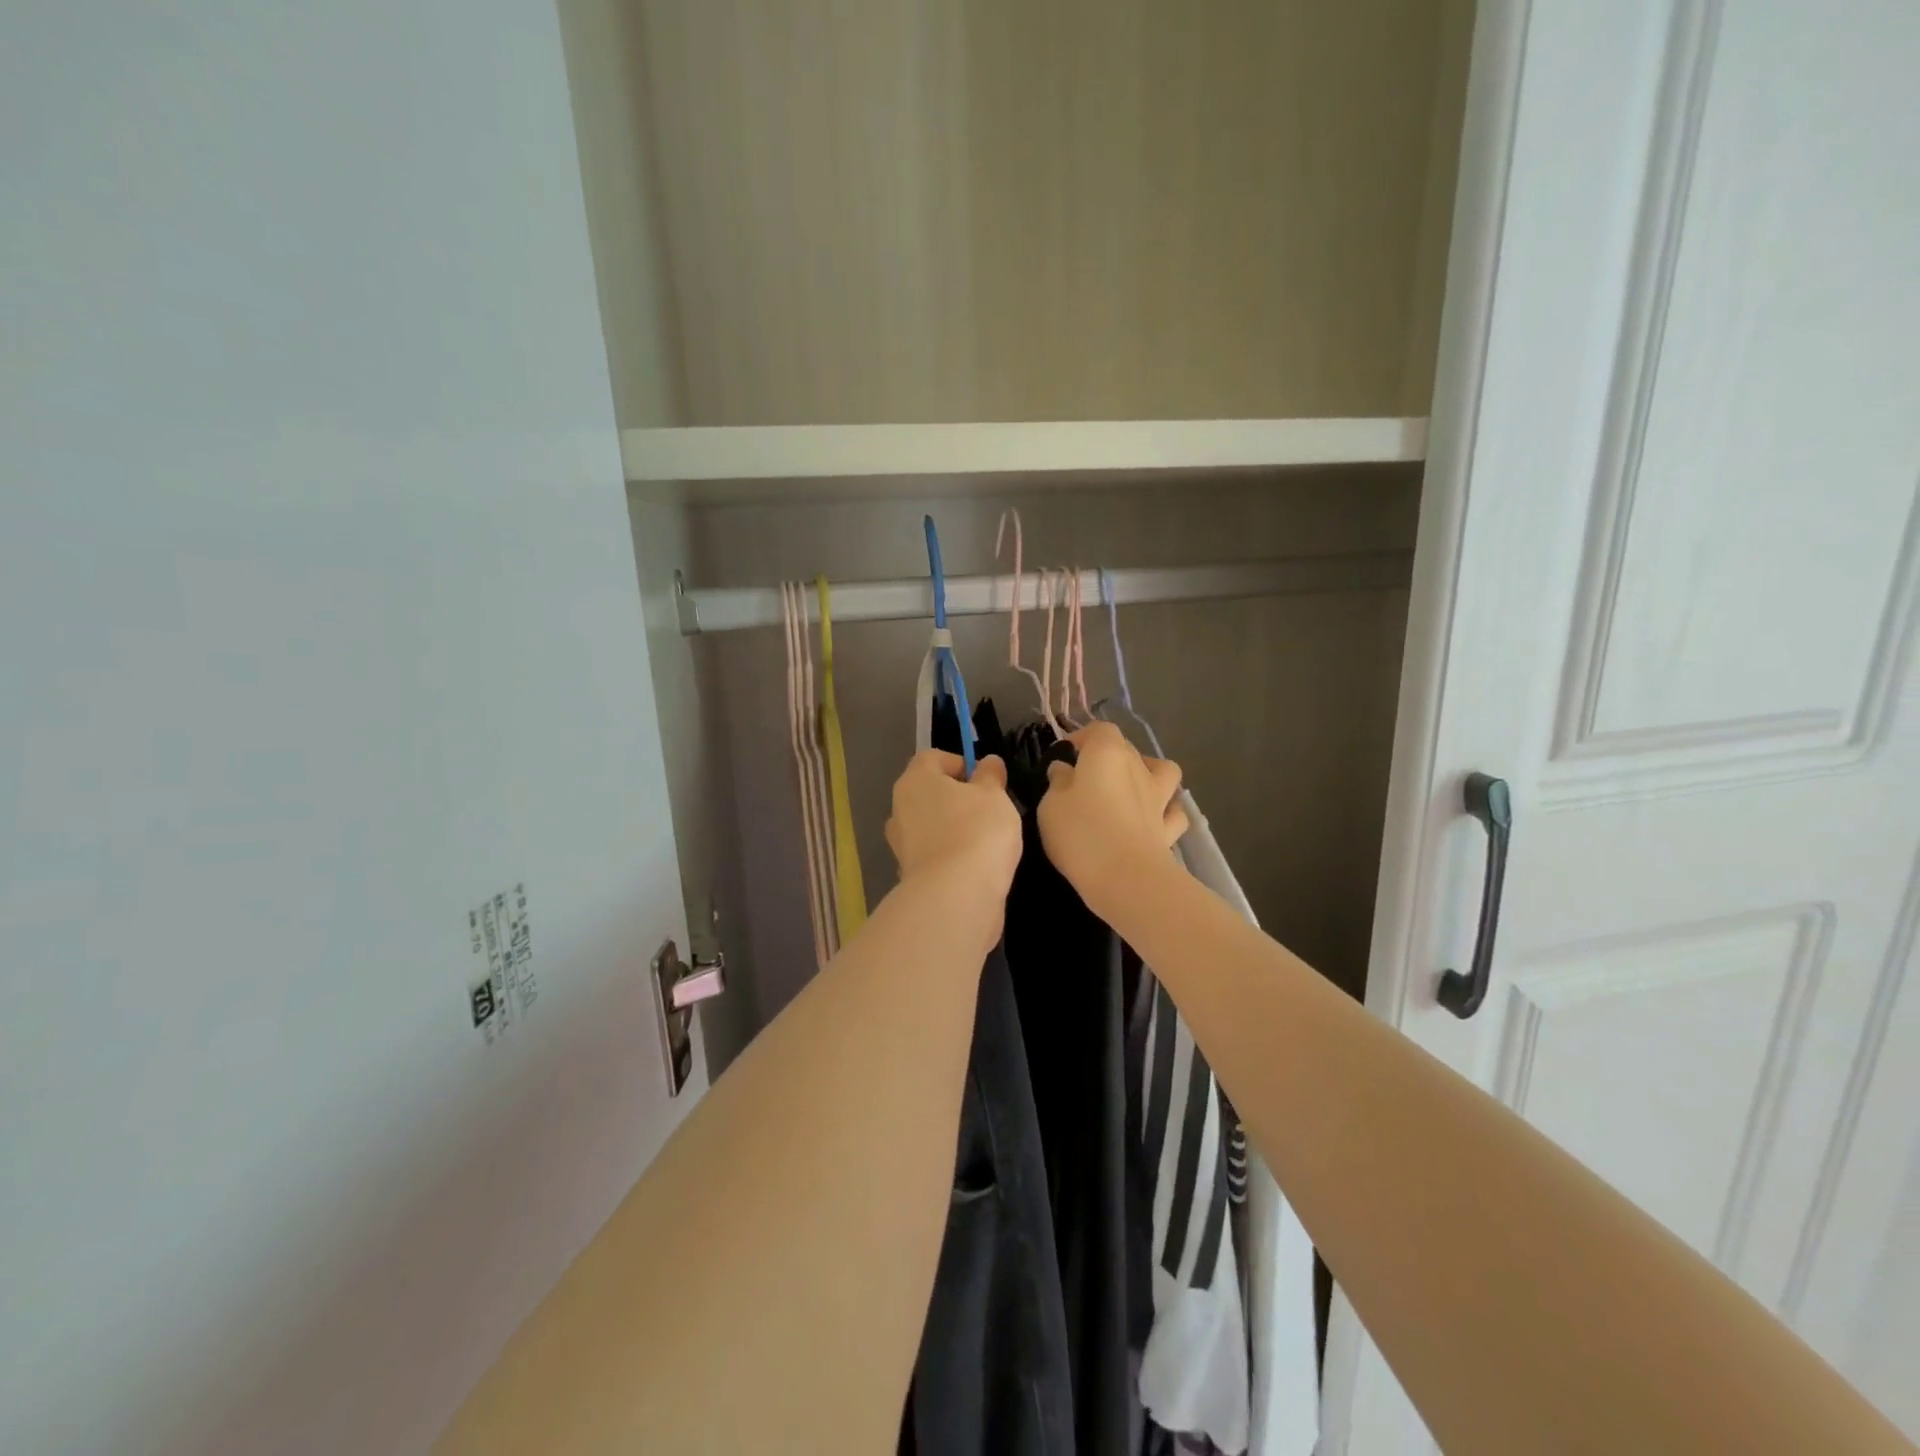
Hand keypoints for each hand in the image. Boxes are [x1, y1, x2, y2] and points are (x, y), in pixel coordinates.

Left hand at [885, 751, 1022, 907]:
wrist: (955, 896)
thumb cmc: (977, 831)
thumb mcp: (994, 795)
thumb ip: (990, 775)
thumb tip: (988, 762)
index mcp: (915, 780)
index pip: (932, 758)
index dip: (959, 762)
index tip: (985, 779)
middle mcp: (899, 808)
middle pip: (928, 793)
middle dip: (956, 798)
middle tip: (988, 809)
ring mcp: (901, 844)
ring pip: (930, 826)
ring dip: (952, 828)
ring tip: (984, 840)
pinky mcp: (909, 875)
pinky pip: (933, 855)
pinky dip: (950, 856)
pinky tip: (973, 866)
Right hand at [1037, 721, 1188, 911]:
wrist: (1126, 877)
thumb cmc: (1081, 833)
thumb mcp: (1050, 805)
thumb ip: (1058, 782)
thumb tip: (1064, 770)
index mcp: (1107, 753)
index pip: (1099, 730)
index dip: (1082, 738)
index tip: (1064, 756)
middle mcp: (1138, 767)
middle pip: (1127, 748)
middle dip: (1108, 755)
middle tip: (1086, 777)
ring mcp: (1159, 798)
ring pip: (1164, 772)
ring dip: (1150, 774)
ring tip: (1131, 788)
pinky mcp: (1169, 828)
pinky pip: (1173, 811)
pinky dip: (1165, 811)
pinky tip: (1152, 820)